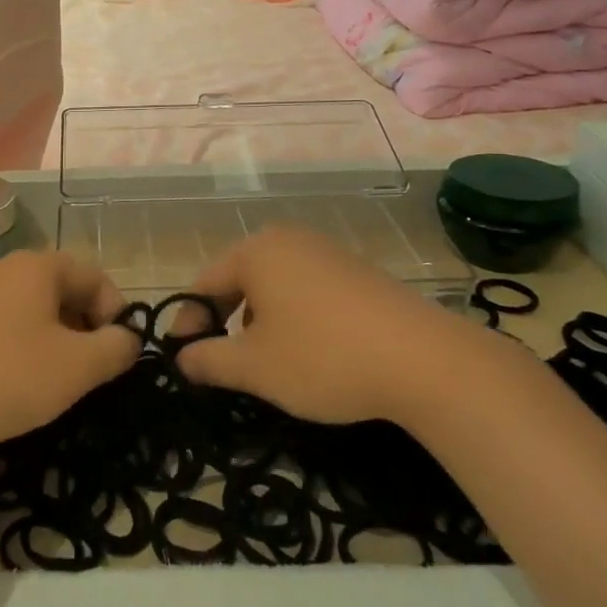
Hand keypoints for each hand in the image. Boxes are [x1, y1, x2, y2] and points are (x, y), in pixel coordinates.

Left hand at [0, 251, 138, 453]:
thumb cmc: (6, 376)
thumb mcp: (76, 367)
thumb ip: (115, 349)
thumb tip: (128, 339)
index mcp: (39, 266)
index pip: (96, 277)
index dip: (116, 314)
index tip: (117, 356)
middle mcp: (7, 270)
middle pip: (65, 291)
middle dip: (86, 329)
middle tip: (90, 372)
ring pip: (35, 311)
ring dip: (56, 342)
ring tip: (56, 383)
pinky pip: (6, 327)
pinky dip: (24, 349)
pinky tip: (17, 384)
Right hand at [173, 226, 461, 423]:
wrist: (425, 360)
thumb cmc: (324, 357)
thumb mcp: (255, 367)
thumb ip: (208, 360)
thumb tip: (181, 357)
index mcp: (255, 251)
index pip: (204, 283)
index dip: (188, 323)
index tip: (184, 361)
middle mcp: (288, 239)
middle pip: (238, 280)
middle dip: (224, 322)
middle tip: (221, 364)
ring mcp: (326, 252)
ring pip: (272, 286)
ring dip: (258, 322)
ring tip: (266, 362)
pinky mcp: (356, 271)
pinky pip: (306, 289)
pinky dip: (293, 317)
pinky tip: (310, 351)